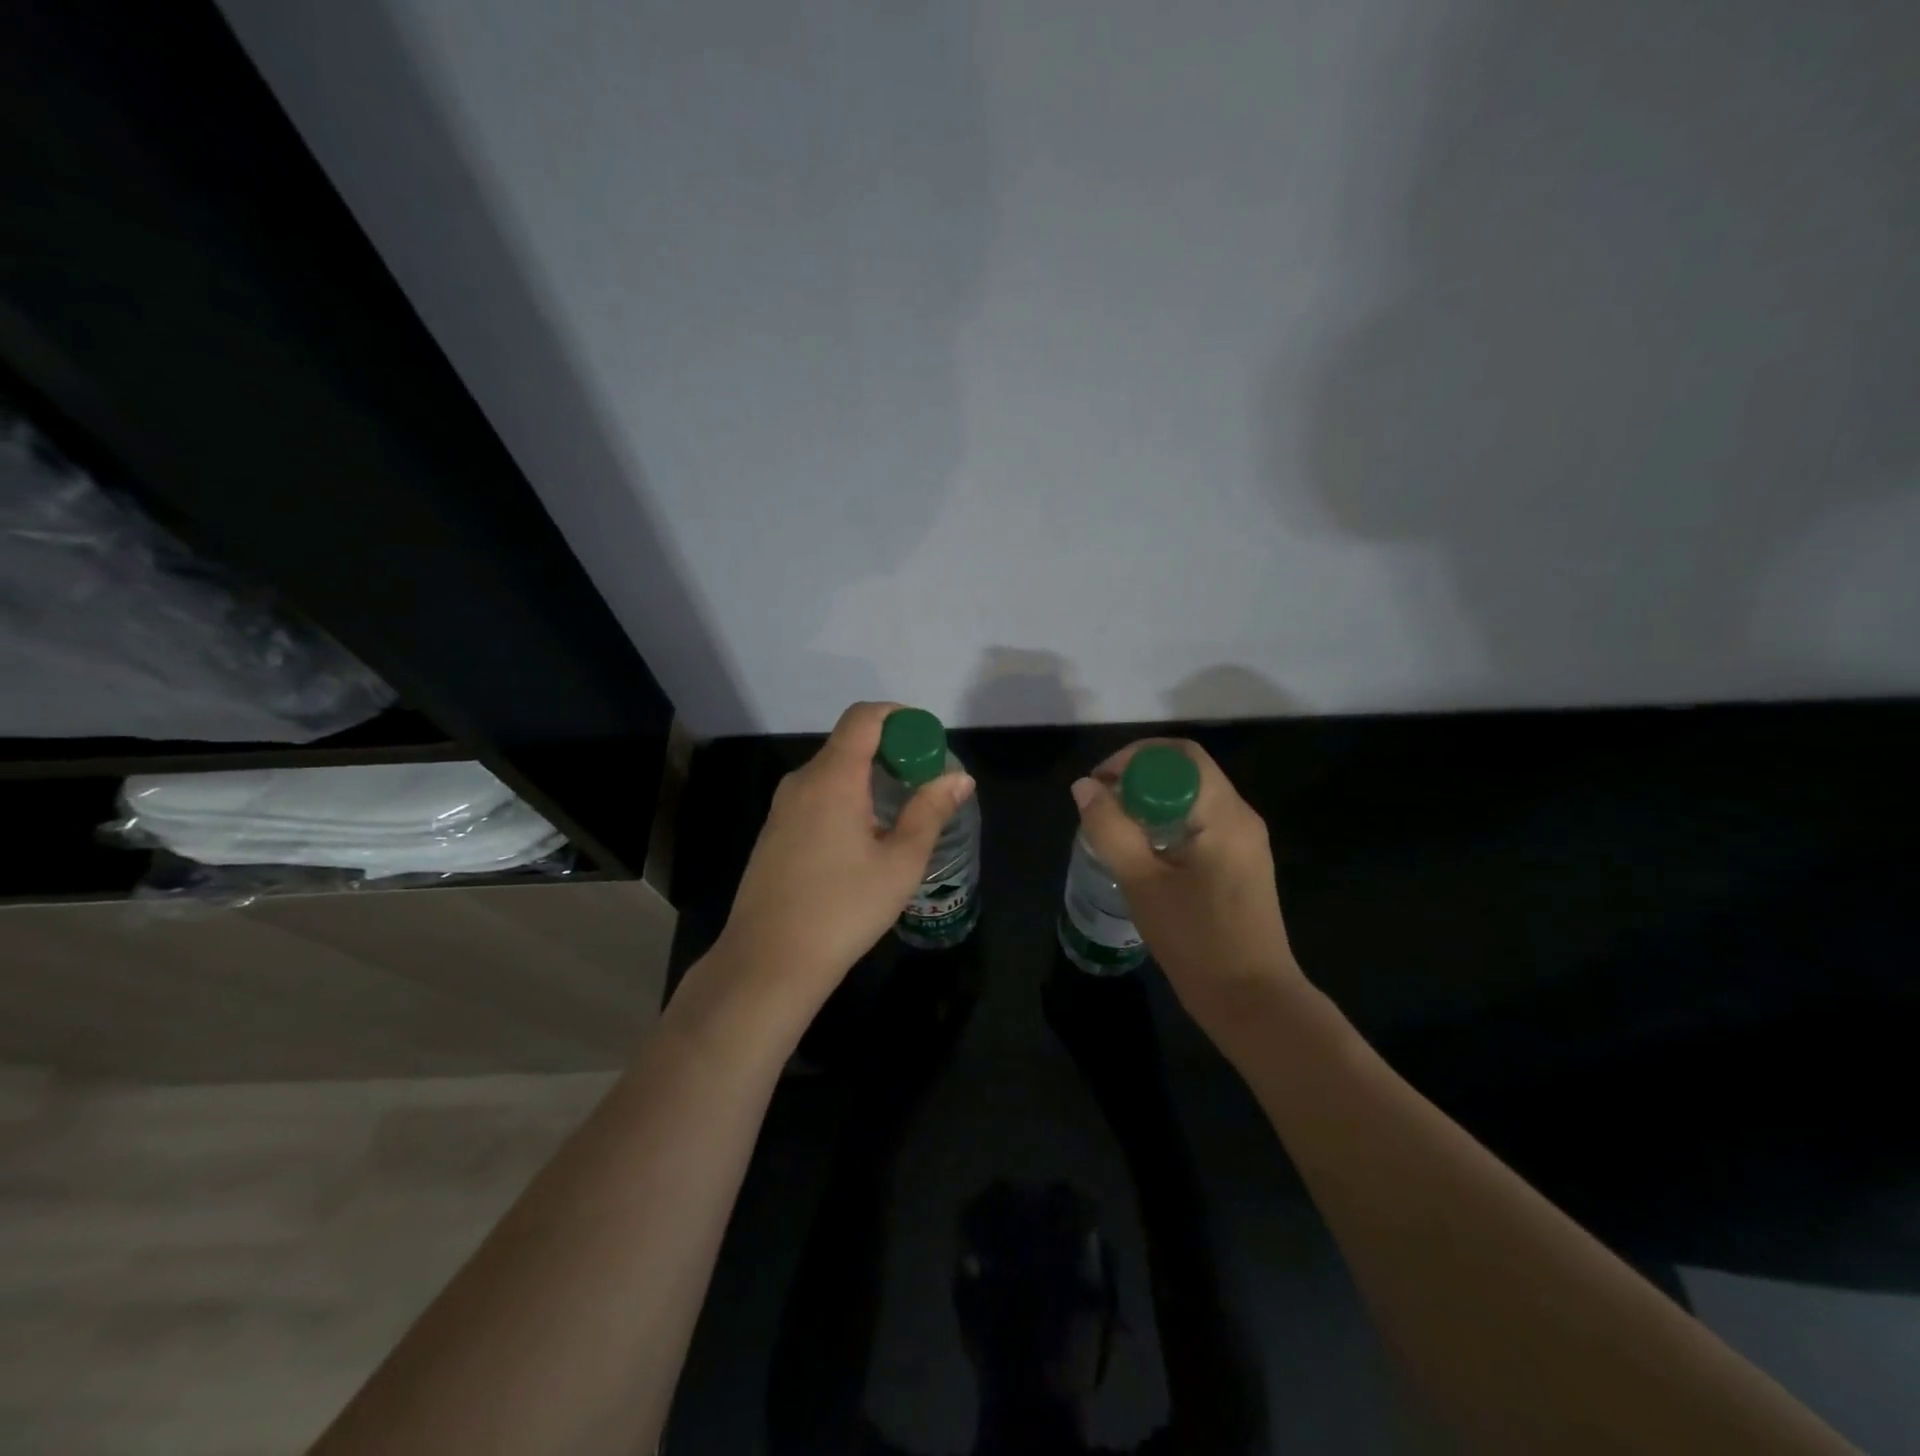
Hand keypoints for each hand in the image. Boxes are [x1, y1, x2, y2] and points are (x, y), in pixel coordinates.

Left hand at [716, 702, 974, 1014]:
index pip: (864, 717)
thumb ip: (930, 812)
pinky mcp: (774, 833)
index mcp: (833, 778)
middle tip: (923, 782)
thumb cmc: (843, 909)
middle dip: (890, 751)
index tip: (927, 740)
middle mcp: (802, 781)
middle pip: (848, 743)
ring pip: (831, 772)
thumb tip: (959, 777)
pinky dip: (845, 798)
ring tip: (899, 814)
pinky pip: (815, 797)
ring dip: (868, 778)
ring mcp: (782, 808)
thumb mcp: (900, 863)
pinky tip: (862, 840)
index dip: (899, 716)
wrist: (768, 961)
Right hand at [1070, 740, 1301, 1036]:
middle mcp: (1241, 817)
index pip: (1180, 756)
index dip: (1134, 758)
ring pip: (1192, 799)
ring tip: (1114, 830)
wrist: (1254, 1003)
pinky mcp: (1241, 864)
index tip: (1101, 784)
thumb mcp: (1143, 883)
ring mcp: (1245, 842)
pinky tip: (1143, 855)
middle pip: (1186, 773)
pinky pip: (1200, 823)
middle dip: (1138, 779)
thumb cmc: (1198, 941)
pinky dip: (1166, 824)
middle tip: (1101, 806)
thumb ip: (1110, 829)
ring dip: (1150, 803)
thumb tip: (1084, 787)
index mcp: (1224, 814)